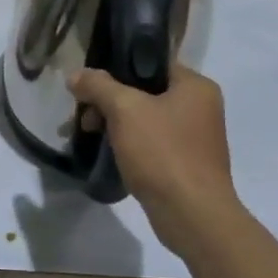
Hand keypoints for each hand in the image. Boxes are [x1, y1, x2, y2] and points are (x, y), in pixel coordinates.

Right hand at [69, 64, 239, 257]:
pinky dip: (129, 145)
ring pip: (146, 119)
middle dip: (109, 103)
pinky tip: (109, 155)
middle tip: (84, 119)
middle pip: (145, 92)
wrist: (192, 215)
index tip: (88, 87)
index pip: (151, 63)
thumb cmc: (162, 153)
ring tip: (89, 137)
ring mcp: (195, 138)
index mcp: (196, 86)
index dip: (116, 69)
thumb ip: (98, 86)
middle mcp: (201, 107)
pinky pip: (152, 144)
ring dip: (115, 125)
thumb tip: (76, 76)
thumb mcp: (124, 110)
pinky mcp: (186, 164)